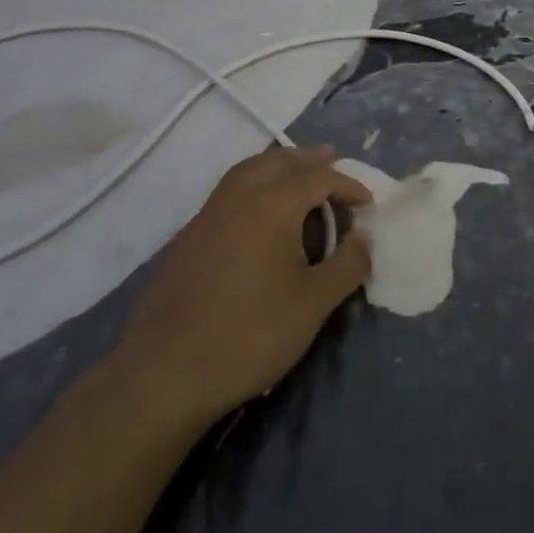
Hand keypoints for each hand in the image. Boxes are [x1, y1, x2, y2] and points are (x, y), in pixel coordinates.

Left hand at [112, 145, 373, 422]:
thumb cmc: (251, 333)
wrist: (166, 372)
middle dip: (309, 160)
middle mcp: (239, 197)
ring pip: (248, 171)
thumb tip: (363, 237)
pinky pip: (228, 191)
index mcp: (273, 204)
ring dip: (277, 165)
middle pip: (279, 161)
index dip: (347, 185)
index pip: (318, 178)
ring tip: (296, 172)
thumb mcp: (314, 303)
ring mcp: (208, 215)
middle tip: (332, 161)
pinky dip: (253, 183)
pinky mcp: (188, 237)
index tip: (367, 203)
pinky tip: (258, 211)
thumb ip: (347, 264)